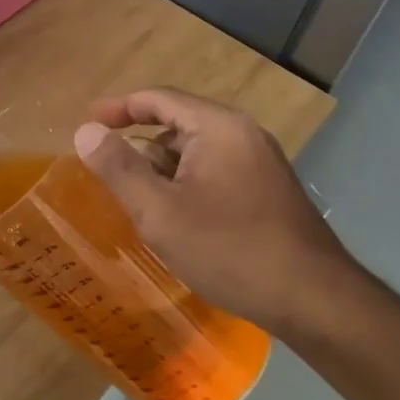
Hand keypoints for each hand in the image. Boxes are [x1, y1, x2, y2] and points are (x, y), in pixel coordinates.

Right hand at [74, 88, 357, 335]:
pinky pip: (215, 171)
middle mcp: (243, 134)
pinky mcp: (268, 190)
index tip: (87, 122)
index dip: (118, 107)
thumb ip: (119, 168)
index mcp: (218, 127)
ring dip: (164, 171)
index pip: (159, 99)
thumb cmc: (230, 250)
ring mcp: (260, 162)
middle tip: (110, 178)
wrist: (314, 300)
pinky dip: (187, 184)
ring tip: (141, 206)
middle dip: (140, 148)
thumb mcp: (160, 211)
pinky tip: (178, 220)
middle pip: (177, 124)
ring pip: (196, 152)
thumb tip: (85, 131)